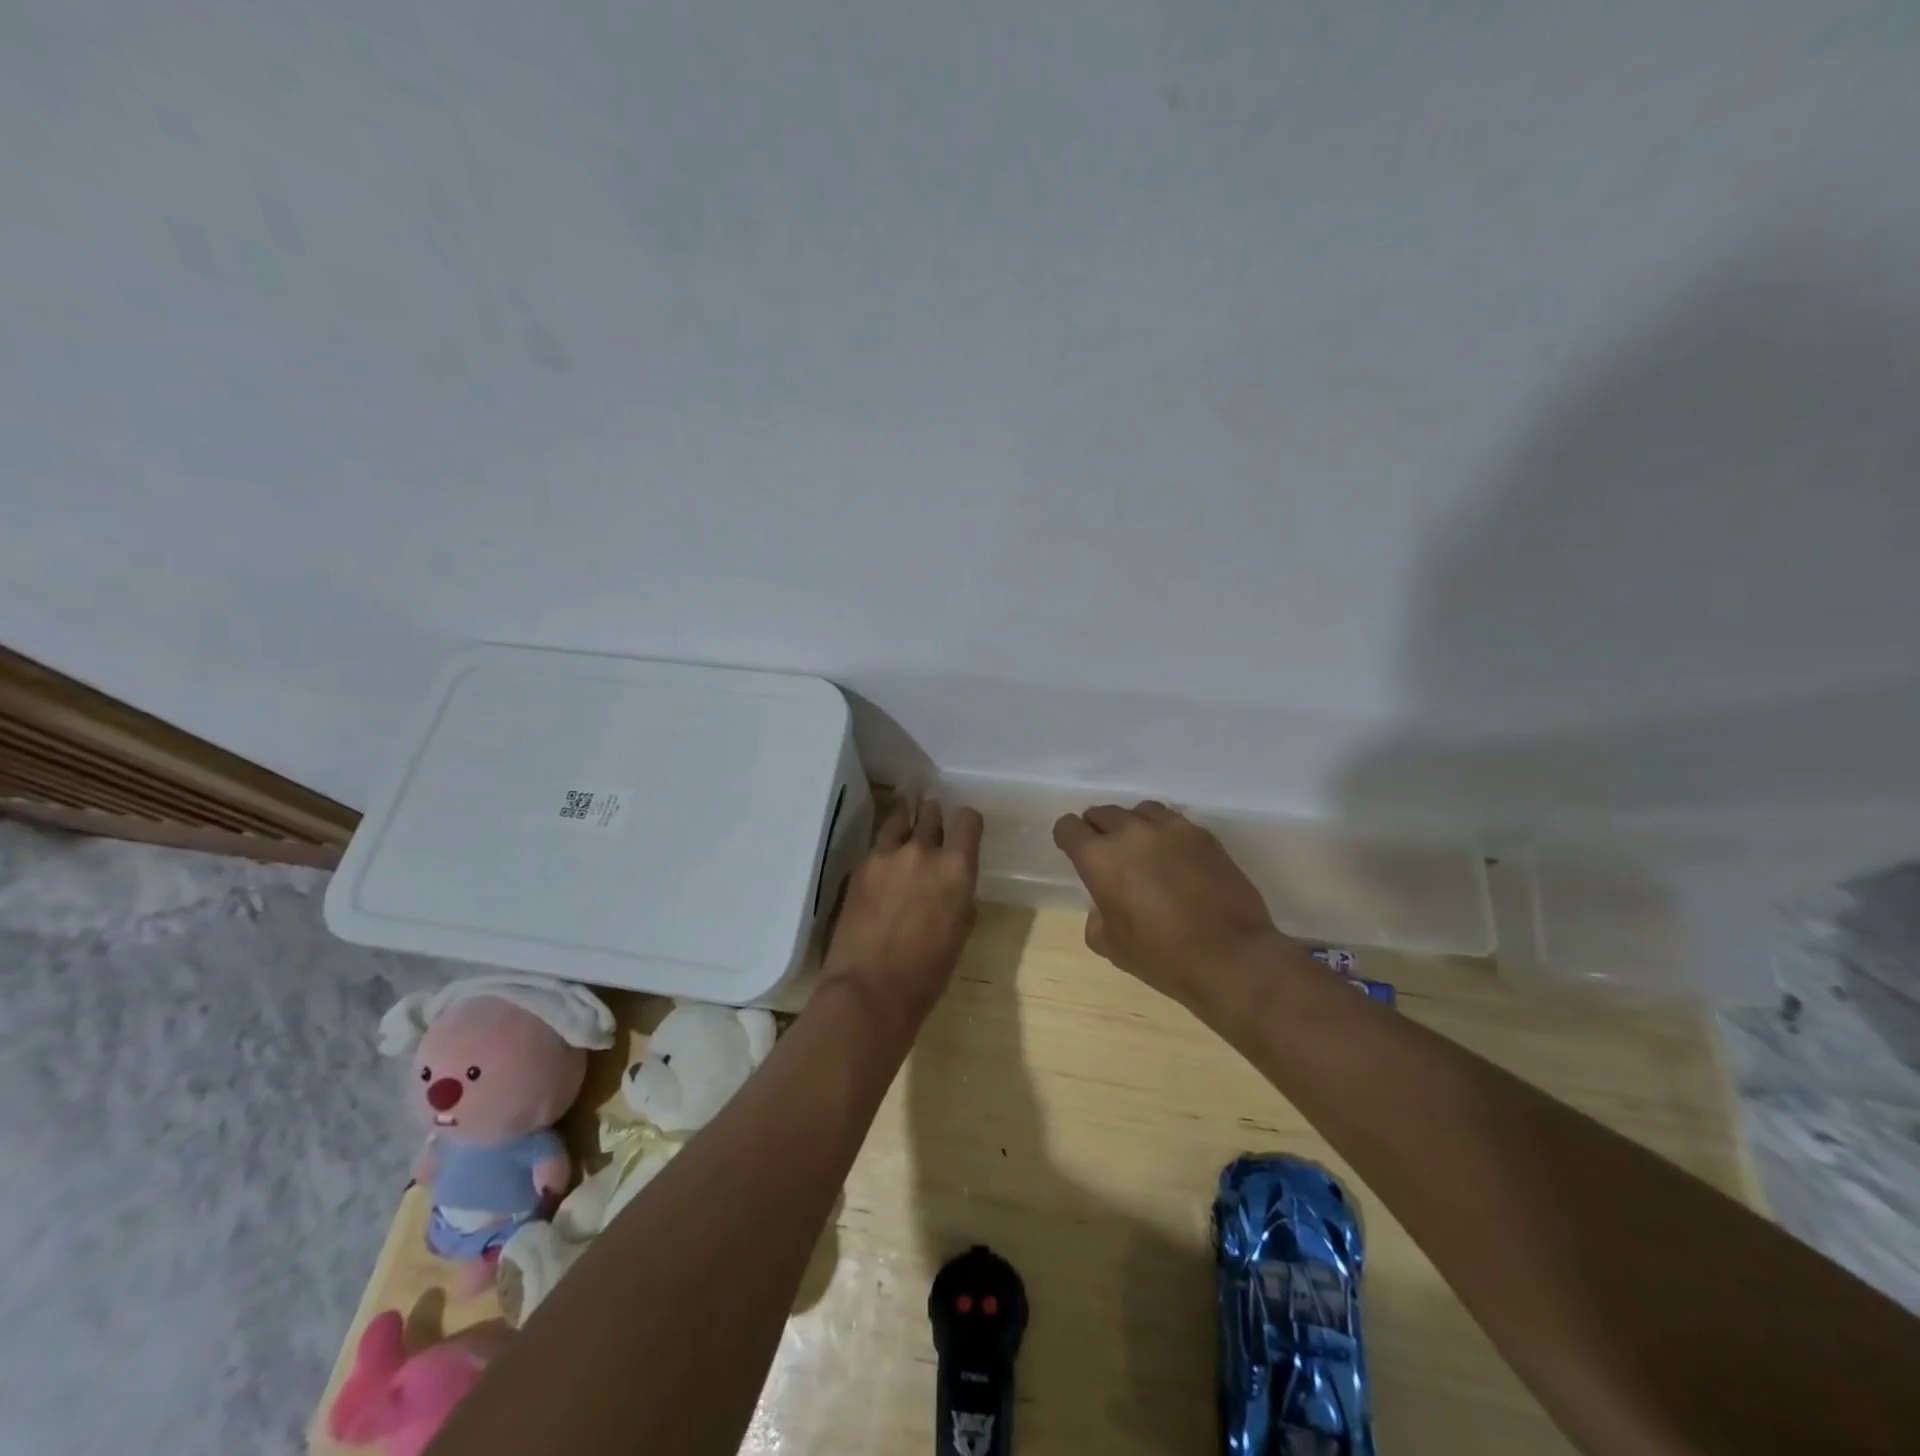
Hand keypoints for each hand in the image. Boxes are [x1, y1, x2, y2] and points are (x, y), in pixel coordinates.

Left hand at [821, 795, 983, 1034]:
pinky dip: (882, 849)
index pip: (968, 820)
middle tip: (931, 815)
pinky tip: (881, 862)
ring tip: (903, 824)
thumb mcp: (958, 934)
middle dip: (933, 813)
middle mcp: (923, 851)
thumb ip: (959, 899)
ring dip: (904, 820)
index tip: (965, 827)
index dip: (968, 821)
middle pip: (930, 812)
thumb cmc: (926, 974)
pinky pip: (875, 846)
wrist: (869, 990)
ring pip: (898, 820)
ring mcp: (886, 856)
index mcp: (957, 869)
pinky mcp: (859, 867)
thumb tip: (952, 888)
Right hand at [1052, 801, 1288, 1022]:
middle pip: (1103, 813)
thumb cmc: (1163, 957)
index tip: (1074, 851)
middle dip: (1099, 830)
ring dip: (1134, 826)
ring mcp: (1170, 828)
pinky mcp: (1202, 834)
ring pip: (1140, 811)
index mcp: (1099, 858)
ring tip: (1143, 849)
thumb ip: (1096, 918)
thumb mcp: (1112, 947)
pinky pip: (1174, 822)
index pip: (1068, 827)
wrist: (1231, 957)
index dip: (1067, 838)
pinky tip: (1175, 857)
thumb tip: (1103, 906)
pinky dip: (1166, 834)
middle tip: (1109, 854)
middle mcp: (1130, 832)